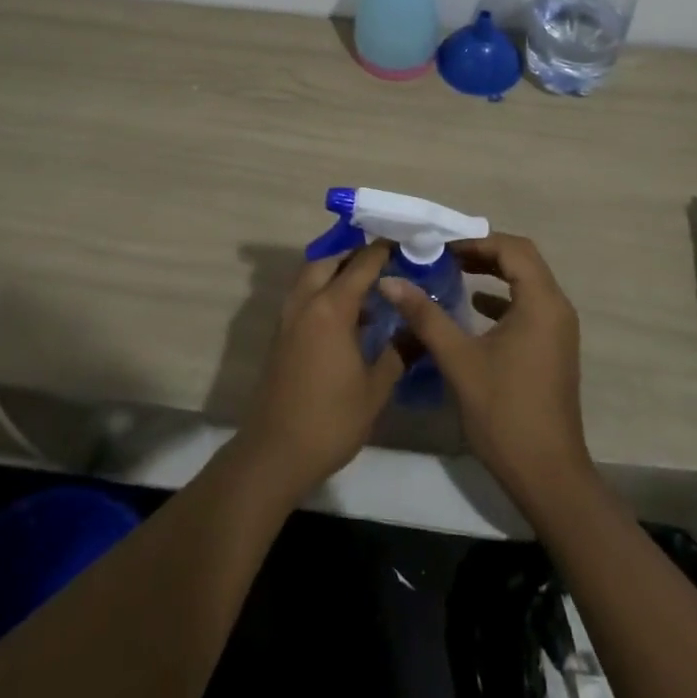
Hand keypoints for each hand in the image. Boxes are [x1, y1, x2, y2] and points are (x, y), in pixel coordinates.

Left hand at [233, 241, 402, 502]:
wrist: (275, 453)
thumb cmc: (331, 420)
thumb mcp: (375, 389)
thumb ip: (398, 352)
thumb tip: (421, 329)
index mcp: (331, 307)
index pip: (361, 265)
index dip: (382, 252)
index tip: (403, 244)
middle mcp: (306, 302)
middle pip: (329, 261)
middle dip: (354, 256)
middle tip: (383, 265)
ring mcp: (288, 317)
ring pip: (310, 276)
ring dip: (335, 272)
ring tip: (367, 289)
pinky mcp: (280, 334)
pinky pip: (303, 296)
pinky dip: (322, 291)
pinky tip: (345, 316)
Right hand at [380, 233, 592, 508]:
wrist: (548, 476)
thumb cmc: (504, 412)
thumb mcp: (459, 359)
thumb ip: (425, 315)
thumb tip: (390, 281)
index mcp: (541, 302)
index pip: (512, 248)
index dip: (475, 241)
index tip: (440, 248)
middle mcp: (556, 307)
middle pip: (522, 260)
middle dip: (483, 252)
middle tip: (444, 255)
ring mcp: (558, 329)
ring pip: (526, 282)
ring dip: (493, 273)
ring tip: (453, 273)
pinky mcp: (553, 348)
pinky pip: (528, 306)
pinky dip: (502, 298)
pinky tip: (474, 308)